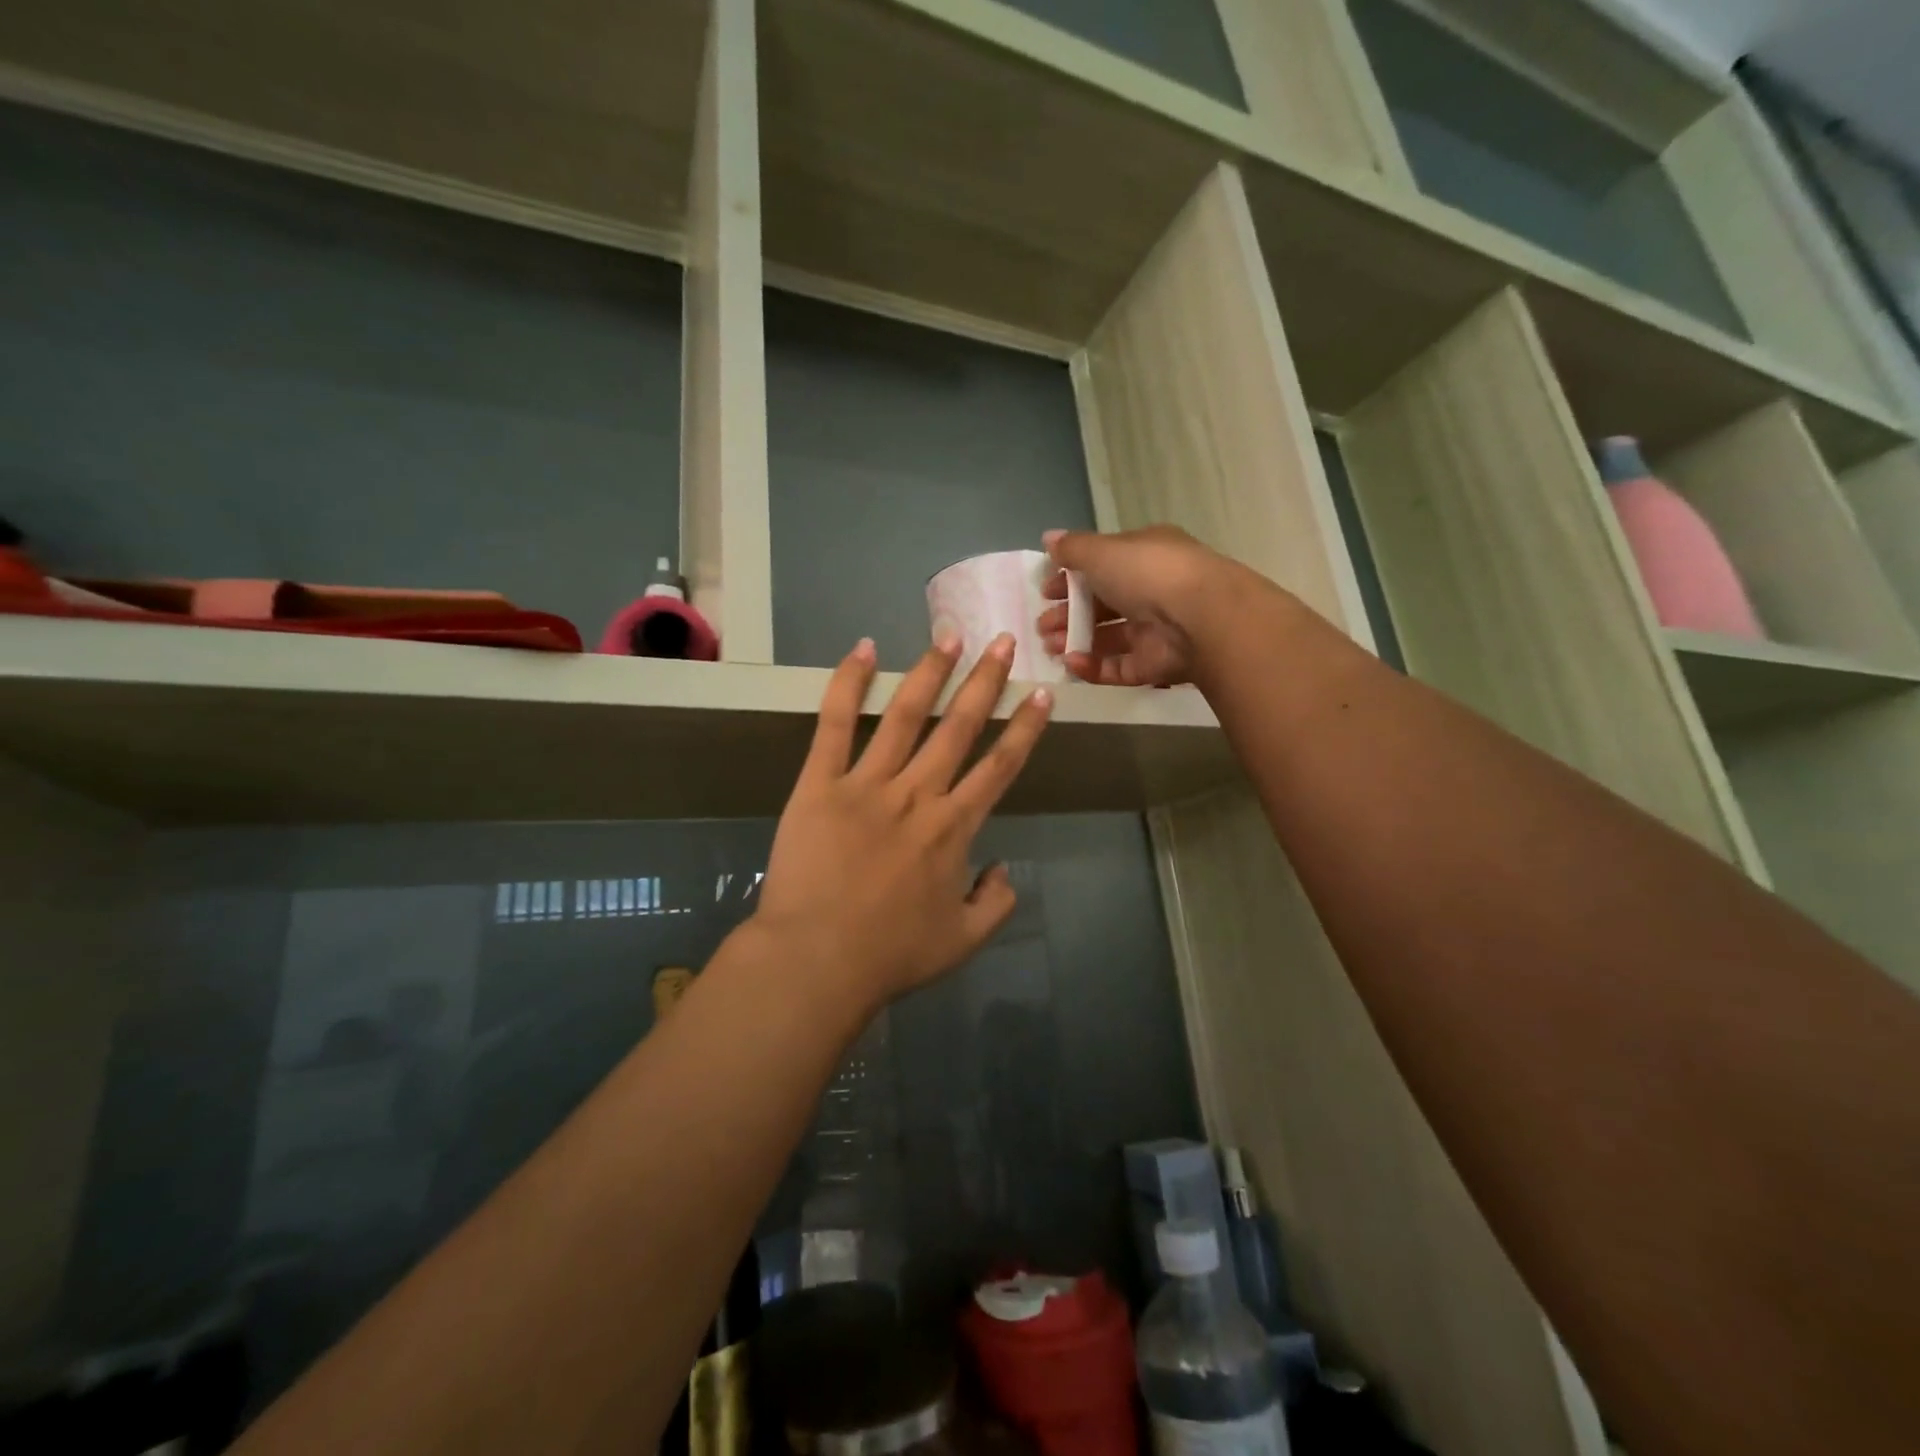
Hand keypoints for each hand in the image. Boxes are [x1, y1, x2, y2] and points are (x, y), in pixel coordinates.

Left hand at [750, 632, 1052, 1010]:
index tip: (1042, 693)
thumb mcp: (963, 941)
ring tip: (950, 636)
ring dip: (931, 672)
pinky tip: (863, 650)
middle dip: (985, 681)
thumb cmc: (891, 954)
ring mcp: (867, 784)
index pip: (999, 766)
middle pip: (960, 727)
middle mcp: (918, 794)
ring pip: (906, 715)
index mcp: (954, 828)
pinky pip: (835, 725)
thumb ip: (997, 903)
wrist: (816, 961)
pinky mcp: (820, 784)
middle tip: (1002, 641)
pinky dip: (848, 685)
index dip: (1025, 727)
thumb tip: (1004, 868)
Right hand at [1037, 525, 1238, 685]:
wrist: (1201, 617)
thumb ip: (1072, 549)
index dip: (1070, 578)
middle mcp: (1151, 590)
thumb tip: (1048, 538)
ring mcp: (1155, 630)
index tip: (1045, 592)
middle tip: (1042, 626)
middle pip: (1101, 605)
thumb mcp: (1102, 551)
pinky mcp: (1155, 664)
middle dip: (1067, 614)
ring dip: (1075, 641)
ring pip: (1107, 638)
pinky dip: (1093, 667)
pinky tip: (1072, 664)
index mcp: (1143, 555)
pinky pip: (1118, 667)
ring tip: (1049, 647)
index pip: (1102, 565)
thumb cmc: (1147, 573)